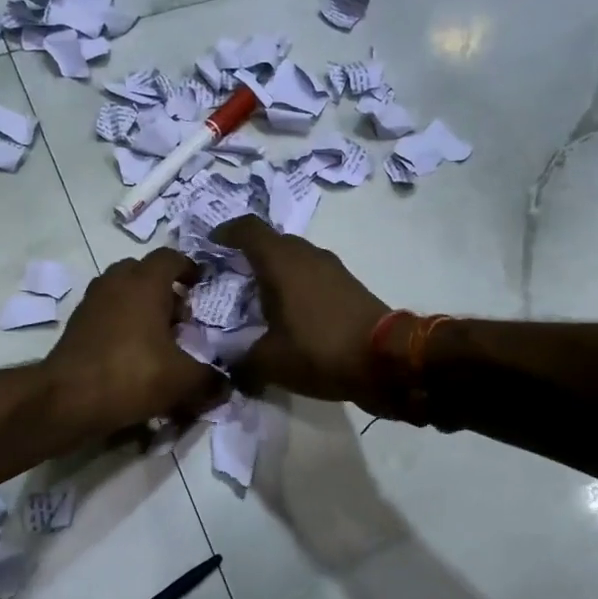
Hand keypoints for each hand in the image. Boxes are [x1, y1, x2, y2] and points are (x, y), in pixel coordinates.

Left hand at [46, 249, 223, 435]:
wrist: (67, 399)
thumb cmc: (132, 375)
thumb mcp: (183, 380)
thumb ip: (210, 379)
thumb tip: (226, 385)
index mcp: (145, 282)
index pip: (171, 258)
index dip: (190, 269)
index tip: (203, 287)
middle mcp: (116, 282)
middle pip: (144, 273)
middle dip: (166, 290)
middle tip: (183, 318)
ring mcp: (92, 302)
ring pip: (123, 293)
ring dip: (142, 308)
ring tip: (160, 338)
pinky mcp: (77, 325)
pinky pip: (107, 314)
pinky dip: (123, 325)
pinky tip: (134, 354)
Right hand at [211, 218, 392, 410]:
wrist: (387, 360)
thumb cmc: (319, 350)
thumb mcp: (270, 363)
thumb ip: (241, 362)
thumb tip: (231, 369)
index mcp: (281, 261)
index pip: (247, 229)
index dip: (225, 232)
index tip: (210, 245)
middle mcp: (307, 255)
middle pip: (271, 243)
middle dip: (248, 256)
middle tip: (229, 279)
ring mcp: (332, 269)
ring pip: (294, 260)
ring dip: (275, 274)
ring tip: (256, 301)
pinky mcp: (349, 287)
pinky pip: (312, 277)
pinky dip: (295, 288)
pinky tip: (288, 316)